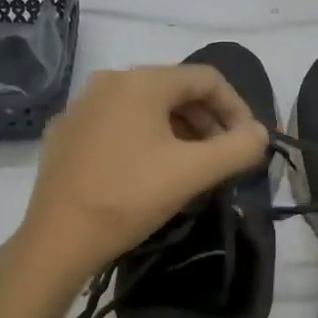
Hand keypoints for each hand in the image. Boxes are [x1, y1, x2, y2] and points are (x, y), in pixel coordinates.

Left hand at [15, 65, 269, 281]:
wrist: (57, 239)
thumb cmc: (130, 197)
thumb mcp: (194, 172)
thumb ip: (238, 148)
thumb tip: (259, 133)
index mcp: (142, 81)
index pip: (207, 79)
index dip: (237, 108)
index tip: (248, 143)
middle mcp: (109, 81)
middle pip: (175, 90)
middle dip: (207, 121)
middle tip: (222, 158)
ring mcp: (82, 106)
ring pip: (146, 108)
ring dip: (178, 131)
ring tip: (191, 166)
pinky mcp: (66, 132)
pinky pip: (118, 124)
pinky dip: (144, 139)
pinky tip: (148, 172)